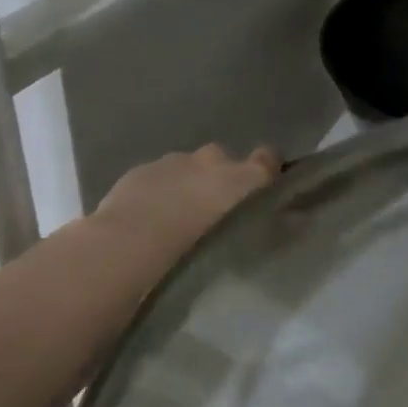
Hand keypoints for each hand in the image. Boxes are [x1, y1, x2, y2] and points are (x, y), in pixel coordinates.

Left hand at [90, 143, 277, 277]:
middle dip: (219, 177)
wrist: (133, 243)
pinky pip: (156, 176)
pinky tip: (147, 216)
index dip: (267, 170)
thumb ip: (259, 224)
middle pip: (222, 159)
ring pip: (187, 166)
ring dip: (185, 183)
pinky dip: (156, 190)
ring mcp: (175, 161)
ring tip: (175, 216)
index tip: (263, 188)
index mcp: (246, 176)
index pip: (268, 159)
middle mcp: (214, 159)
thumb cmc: (199, 248)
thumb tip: (274, 221)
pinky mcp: (140, 170)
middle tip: (211, 210)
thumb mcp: (244, 243)